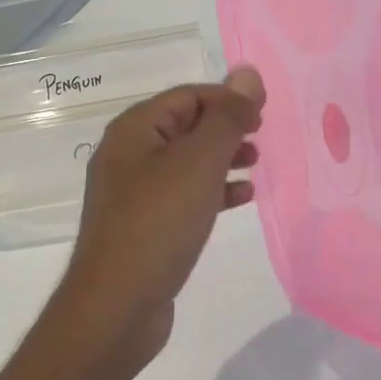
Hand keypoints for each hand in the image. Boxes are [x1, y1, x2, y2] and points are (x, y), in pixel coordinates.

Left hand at [58, 68, 265, 367]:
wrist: (117, 306)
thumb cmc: (158, 222)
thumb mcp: (199, 163)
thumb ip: (226, 117)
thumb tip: (248, 73)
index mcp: (133, 130)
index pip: (187, 96)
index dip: (226, 99)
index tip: (263, 115)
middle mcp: (128, 155)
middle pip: (185, 126)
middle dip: (225, 127)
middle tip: (260, 137)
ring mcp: (133, 193)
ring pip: (186, 161)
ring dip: (221, 158)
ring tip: (256, 165)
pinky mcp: (143, 226)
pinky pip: (183, 194)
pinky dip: (212, 190)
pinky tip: (240, 198)